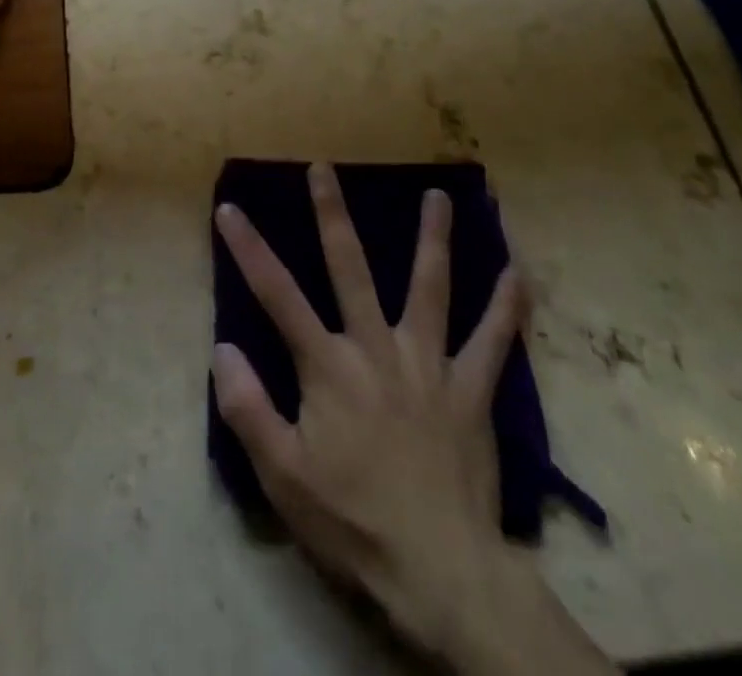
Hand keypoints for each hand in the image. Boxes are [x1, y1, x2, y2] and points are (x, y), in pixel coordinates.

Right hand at [213, 166, 609, 674]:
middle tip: (324, 167)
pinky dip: (506, 308)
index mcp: (328, 366)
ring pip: (430, 288)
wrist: (443, 573)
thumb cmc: (354, 521)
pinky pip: (493, 342)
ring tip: (439, 196)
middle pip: (350, 268)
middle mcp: (376, 349)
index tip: (229, 209)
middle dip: (332, 214)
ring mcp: (428, 364)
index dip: (249, 249)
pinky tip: (519, 273)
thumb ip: (248, 409)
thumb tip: (223, 348)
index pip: (277, 295)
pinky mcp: (470, 391)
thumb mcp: (283, 477)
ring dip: (433, 239)